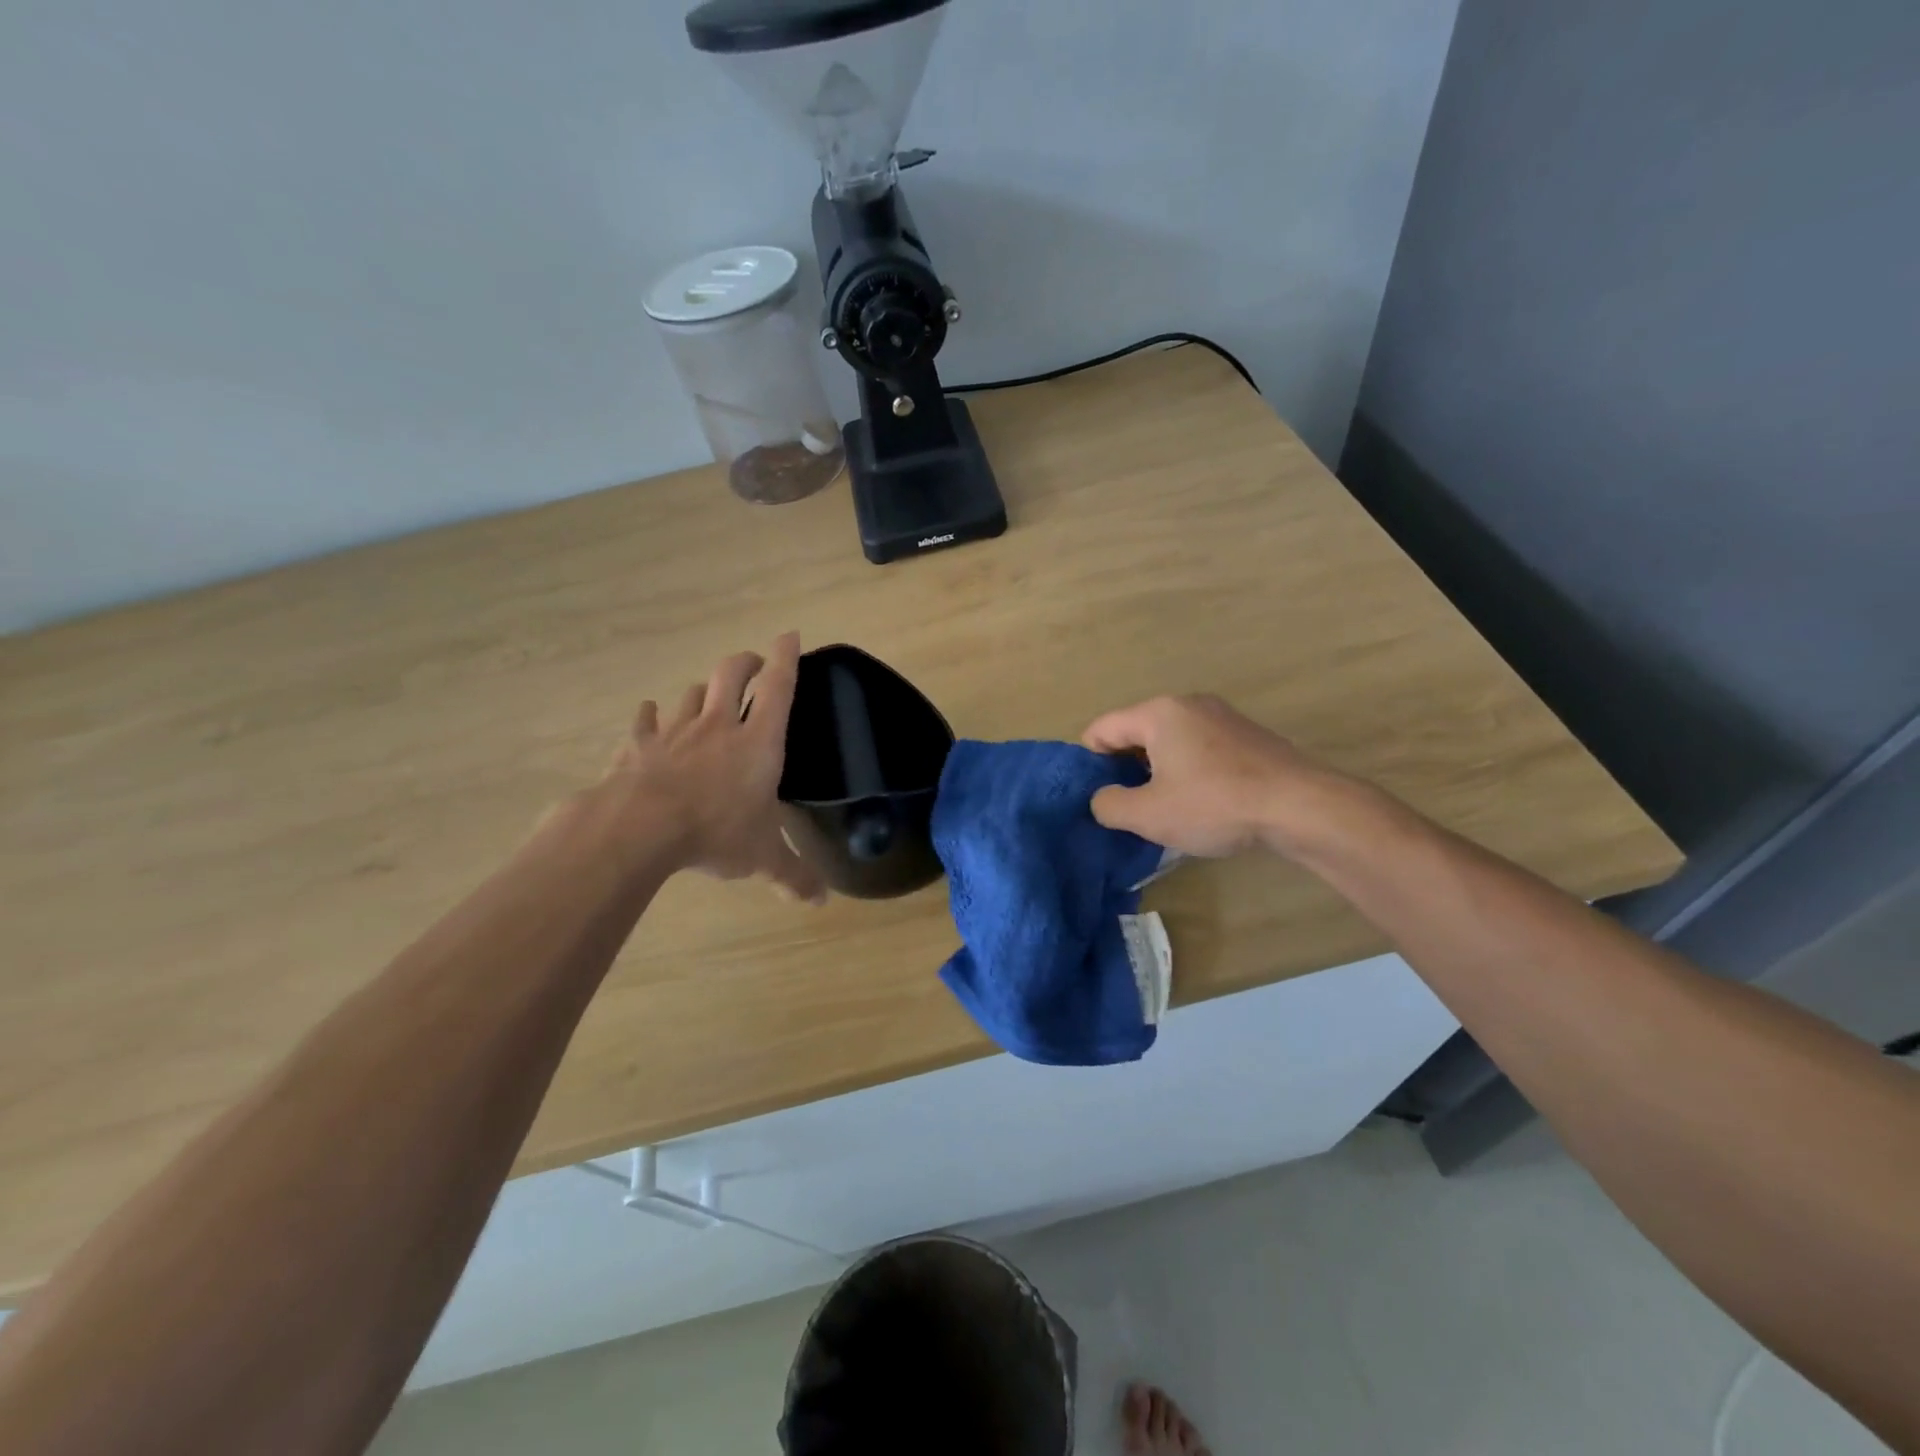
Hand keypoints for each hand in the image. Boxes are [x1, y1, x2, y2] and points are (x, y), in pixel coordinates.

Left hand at [592, 632, 825, 902]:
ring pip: (691, 694)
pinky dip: (651, 717)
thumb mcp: (762, 857)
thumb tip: (819, 901)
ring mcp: (675, 732)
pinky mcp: (639, 746)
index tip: (789, 634)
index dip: (787, 658)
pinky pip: (646, 722)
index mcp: (758, 741)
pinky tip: (651, 717)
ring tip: (707, 697)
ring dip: (702, 691)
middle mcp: (719, 725)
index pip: (779, 688)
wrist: (640, 829)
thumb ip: (793, 875)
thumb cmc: (716, 832)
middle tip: (755, 664)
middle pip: (732, 674)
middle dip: (747, 662)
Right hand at [1081, 694, 1351, 858]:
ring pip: (1169, 741)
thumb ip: (1109, 805)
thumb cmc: (1215, 804)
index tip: (1098, 797)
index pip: (1101, 729)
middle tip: (1129, 806)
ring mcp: (1221, 716)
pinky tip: (1201, 802)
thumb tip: (1102, 798)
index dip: (1089, 763)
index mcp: (1158, 713)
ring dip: (1157, 771)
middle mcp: (1188, 704)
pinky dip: (1188, 770)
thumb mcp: (1149, 814)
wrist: (1300, 806)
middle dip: (1125, 768)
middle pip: (1135, 732)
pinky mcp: (1246, 735)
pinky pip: (1198, 747)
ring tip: (1164, 808)